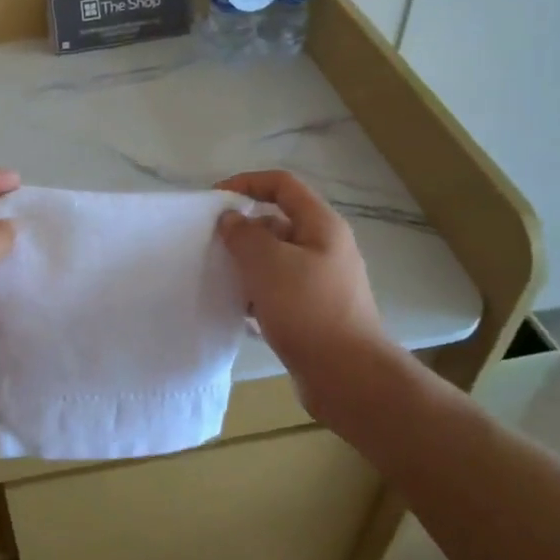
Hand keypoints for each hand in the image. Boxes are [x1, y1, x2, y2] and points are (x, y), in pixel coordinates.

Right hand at [215, 169, 387, 386]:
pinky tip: (237, 310)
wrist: (348, 377)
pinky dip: (256, 293)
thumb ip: (244, 235)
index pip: (282, 185)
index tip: (214, 200)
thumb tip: (231, 220)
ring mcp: (321, 281)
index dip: (246, 183)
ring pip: (275, 259)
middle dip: (242, 230)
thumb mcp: (268, 264)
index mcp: (321, 226)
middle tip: (211, 245)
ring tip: (219, 278)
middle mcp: (325, 247)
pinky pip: (278, 290)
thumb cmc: (309, 310)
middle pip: (277, 222)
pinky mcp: (314, 311)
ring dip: (247, 264)